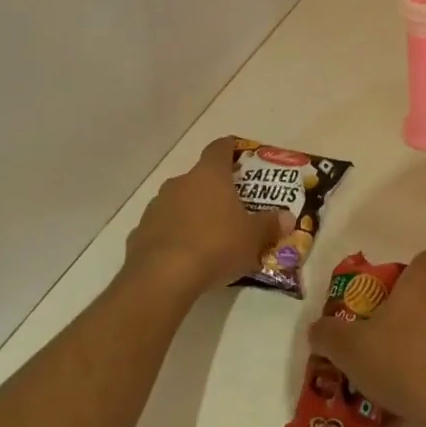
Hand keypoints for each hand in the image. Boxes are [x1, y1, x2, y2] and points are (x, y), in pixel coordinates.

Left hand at [124, 137, 287, 299]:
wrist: (162, 278)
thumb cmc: (216, 245)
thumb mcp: (254, 237)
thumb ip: (271, 224)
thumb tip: (286, 218)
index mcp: (209, 175)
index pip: (219, 148)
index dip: (231, 149)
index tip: (241, 156)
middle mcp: (180, 183)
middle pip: (200, 177)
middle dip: (215, 189)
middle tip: (232, 207)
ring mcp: (156, 207)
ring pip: (179, 202)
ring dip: (192, 212)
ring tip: (209, 235)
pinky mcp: (139, 233)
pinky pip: (162, 227)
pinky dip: (173, 235)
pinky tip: (184, 256)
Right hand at [308, 251, 425, 426]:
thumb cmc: (401, 362)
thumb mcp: (350, 349)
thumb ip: (328, 334)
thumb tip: (317, 328)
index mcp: (425, 281)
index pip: (423, 261)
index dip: (408, 277)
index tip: (391, 302)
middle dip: (421, 311)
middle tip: (395, 341)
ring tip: (414, 372)